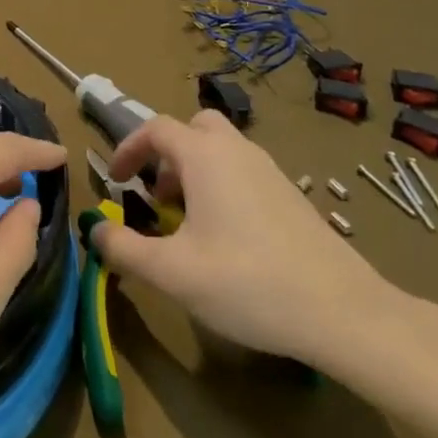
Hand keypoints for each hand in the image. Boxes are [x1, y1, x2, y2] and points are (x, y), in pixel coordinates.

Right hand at [87, 111, 414, 374]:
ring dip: (194, 170)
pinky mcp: (290, 195)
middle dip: (167, 152)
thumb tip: (95, 230)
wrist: (342, 310)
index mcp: (205, 156)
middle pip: (195, 127)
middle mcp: (237, 150)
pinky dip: (222, 185)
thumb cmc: (247, 282)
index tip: (116, 180)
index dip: (129, 148)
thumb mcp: (173, 272)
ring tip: (186, 221)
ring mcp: (269, 170)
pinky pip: (244, 171)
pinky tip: (226, 238)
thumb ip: (125, 249)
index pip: (156, 128)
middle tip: (157, 193)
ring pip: (222, 149)